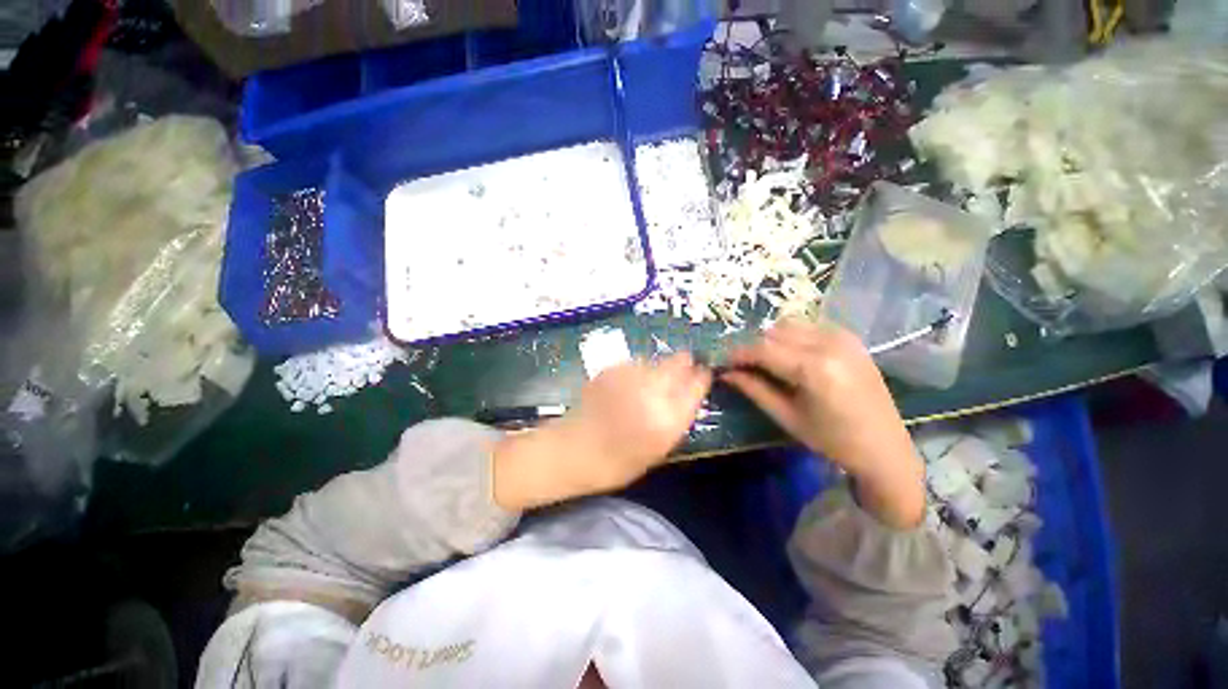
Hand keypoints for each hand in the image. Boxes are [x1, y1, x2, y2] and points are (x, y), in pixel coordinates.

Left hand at [493, 353, 711, 509]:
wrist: (575, 450)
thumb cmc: (620, 460)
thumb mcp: (660, 447)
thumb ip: (678, 415)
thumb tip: (690, 389)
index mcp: (668, 418)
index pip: (696, 384)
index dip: (701, 376)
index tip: (703, 373)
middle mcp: (652, 390)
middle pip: (679, 362)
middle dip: (684, 363)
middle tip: (682, 368)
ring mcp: (630, 375)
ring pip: (656, 360)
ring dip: (659, 368)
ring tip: (649, 383)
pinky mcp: (612, 368)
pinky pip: (636, 363)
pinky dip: (638, 371)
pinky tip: (629, 385)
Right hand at [722, 320, 925, 527]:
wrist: (885, 447)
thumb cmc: (833, 439)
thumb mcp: (786, 417)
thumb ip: (753, 389)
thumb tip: (725, 373)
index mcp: (815, 368)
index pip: (762, 348)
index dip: (737, 353)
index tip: (722, 362)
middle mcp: (829, 343)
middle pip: (774, 331)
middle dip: (753, 346)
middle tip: (742, 365)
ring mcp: (843, 337)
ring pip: (789, 324)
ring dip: (771, 339)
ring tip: (765, 361)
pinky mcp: (850, 337)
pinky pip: (808, 326)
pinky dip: (791, 337)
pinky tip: (790, 356)